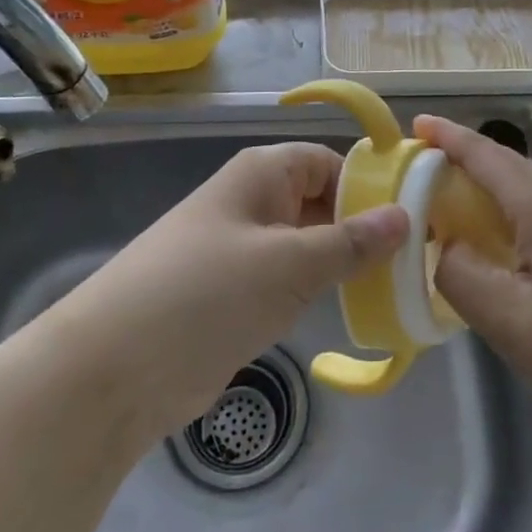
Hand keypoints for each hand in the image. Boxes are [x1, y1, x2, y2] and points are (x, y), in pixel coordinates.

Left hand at [59, 143, 406, 441]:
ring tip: (395, 285)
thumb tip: (405, 216)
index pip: (329, 162)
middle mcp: (252, 202)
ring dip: (342, 262)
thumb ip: (352, 242)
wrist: (115, 369)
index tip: (415, 218)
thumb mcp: (292, 264)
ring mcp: (241, 250)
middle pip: (320, 201)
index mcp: (262, 174)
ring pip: (305, 244)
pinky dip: (316, 291)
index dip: (370, 185)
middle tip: (414, 259)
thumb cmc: (209, 293)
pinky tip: (350, 309)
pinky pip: (286, 280)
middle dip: (362, 227)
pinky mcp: (233, 295)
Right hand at [422, 116, 531, 454]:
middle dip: (468, 183)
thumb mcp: (511, 324)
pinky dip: (531, 227)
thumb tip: (450, 247)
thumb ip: (461, 276)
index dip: (446, 137)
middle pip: (509, 173)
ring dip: (501, 211)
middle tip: (433, 212)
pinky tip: (530, 270)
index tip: (416, 125)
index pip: (483, 153)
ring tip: (478, 249)